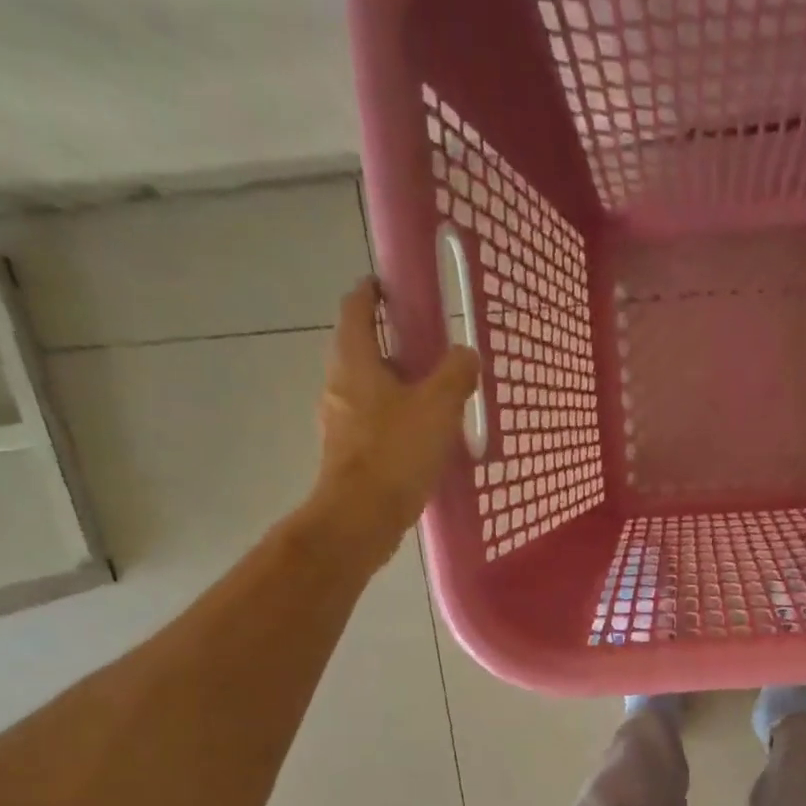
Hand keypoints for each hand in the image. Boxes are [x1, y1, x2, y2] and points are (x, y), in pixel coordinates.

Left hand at [307, 279, 480, 567]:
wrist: (361, 517)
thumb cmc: (395, 453)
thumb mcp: (437, 407)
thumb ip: (455, 375)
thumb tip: (466, 354)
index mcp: (354, 360)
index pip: (356, 308)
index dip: (371, 292)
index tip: (391, 288)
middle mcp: (339, 384)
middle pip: (362, 350)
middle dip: (392, 345)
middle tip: (429, 350)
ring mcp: (340, 422)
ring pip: (368, 390)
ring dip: (396, 386)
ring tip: (434, 397)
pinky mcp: (348, 455)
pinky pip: (373, 424)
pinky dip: (395, 420)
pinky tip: (423, 438)